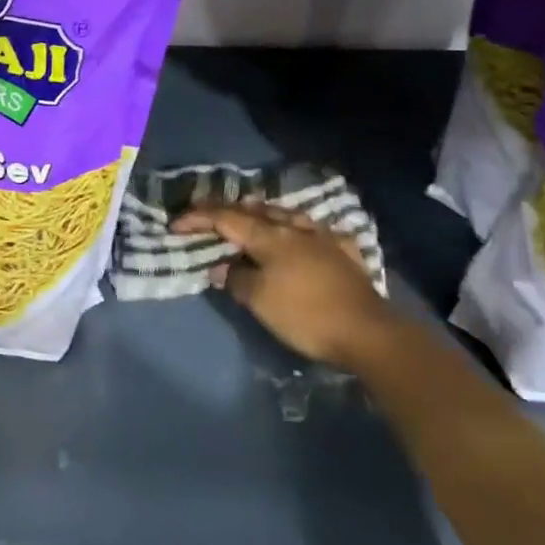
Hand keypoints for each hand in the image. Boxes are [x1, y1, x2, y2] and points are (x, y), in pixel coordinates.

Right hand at [171, 201, 396, 369]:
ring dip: (263, 214)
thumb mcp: (260, 300)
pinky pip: (314, 232)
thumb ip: (236, 278)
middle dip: (228, 210)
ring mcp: (323, 238)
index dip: (198, 219)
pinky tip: (301, 235)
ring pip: (287, 216)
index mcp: (271, 237)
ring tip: (249, 214)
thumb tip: (221, 267)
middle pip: (256, 211)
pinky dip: (297, 230)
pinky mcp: (344, 254)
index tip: (176, 224)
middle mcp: (296, 229)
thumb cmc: (306, 315)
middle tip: (207, 214)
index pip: (226, 220)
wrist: (368, 333)